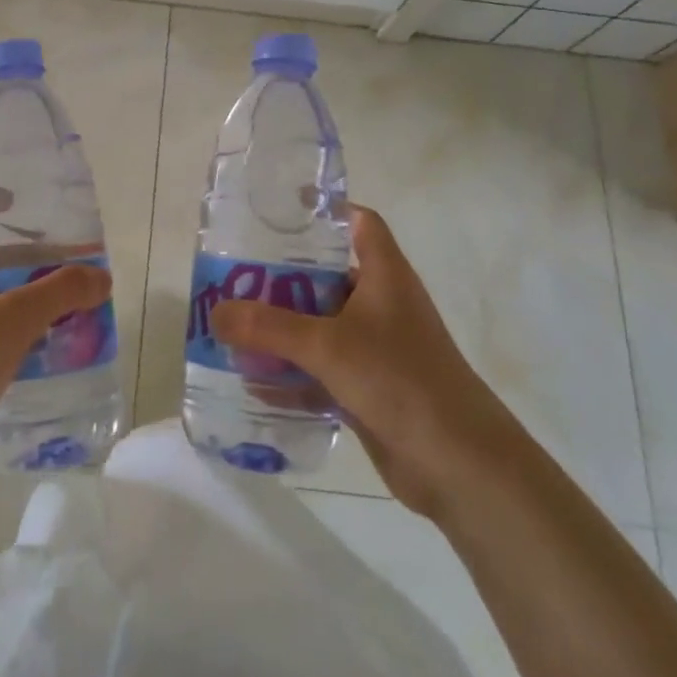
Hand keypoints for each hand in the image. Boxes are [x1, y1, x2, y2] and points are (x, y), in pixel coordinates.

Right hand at [210, 206, 504, 511]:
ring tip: (233, 327)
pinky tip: (254, 382)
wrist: (461, 465)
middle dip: (282, 278)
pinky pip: (322, 371)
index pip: (359, 223)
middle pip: (327, 276)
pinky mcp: (370, 388)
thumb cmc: (400, 381)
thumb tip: (215, 313)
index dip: (325, 211)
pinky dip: (293, 374)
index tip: (279, 212)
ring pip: (321, 326)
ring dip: (282, 330)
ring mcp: (376, 349)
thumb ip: (268, 328)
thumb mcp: (327, 346)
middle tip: (234, 278)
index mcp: (384, 275)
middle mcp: (381, 304)